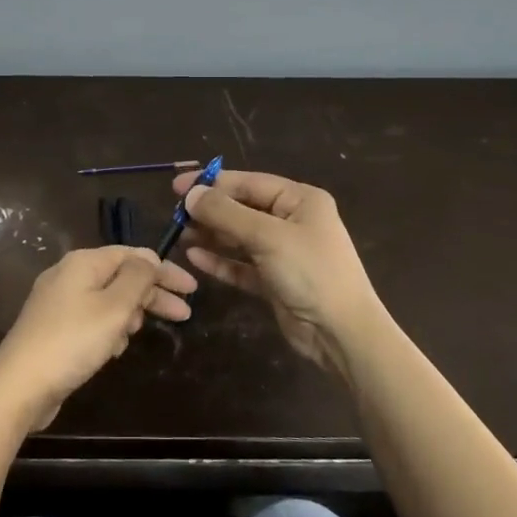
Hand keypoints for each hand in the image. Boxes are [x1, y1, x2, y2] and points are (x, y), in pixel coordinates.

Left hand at [0, 247, 195, 432]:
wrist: (19, 385)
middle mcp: (69, 275)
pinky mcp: (54, 328)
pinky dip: (109, 330)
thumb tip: (148, 259)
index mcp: (83, 262)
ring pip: (108, 300)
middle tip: (184, 314)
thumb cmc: (73, 341)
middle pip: (121, 277)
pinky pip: (92, 319)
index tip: (192, 289)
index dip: (164, 270)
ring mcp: (58, 302)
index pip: (133, 255)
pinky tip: (114, 350)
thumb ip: (137, 278)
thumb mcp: (114, 307)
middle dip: (153, 294)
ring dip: (130, 314)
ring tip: (139, 334)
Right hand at [173, 169, 387, 378]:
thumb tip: (191, 194)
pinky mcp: (274, 280)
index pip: (249, 183)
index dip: (212, 184)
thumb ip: (226, 214)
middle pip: (242, 209)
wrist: (341, 332)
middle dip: (209, 211)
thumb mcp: (267, 236)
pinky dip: (220, 260)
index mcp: (300, 201)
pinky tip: (195, 258)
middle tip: (175, 215)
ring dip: (211, 235)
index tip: (177, 187)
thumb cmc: (310, 272)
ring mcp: (283, 253)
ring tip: (179, 234)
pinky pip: (241, 264)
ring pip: (239, 237)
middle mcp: (292, 222)